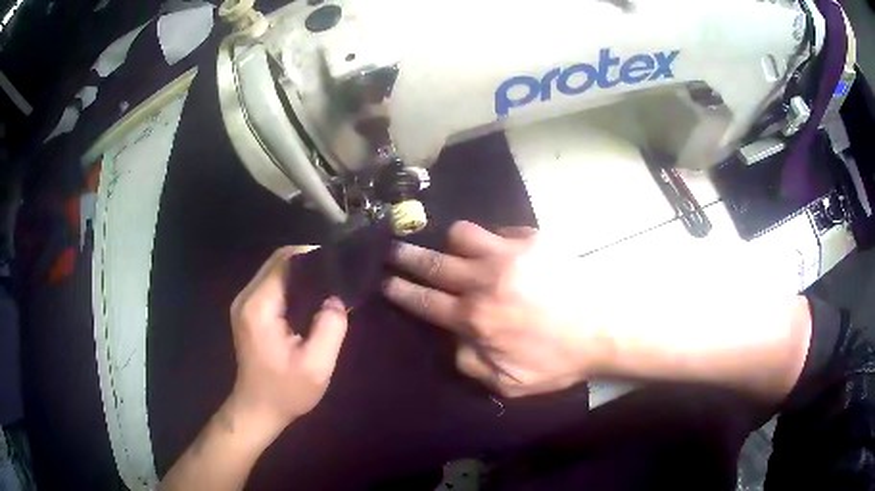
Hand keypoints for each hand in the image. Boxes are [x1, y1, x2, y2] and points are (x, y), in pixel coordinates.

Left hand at [228, 246, 348, 434]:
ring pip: (274, 270)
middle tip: (338, 272)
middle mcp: (247, 298)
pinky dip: (292, 283)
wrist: (258, 409)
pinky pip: (271, 284)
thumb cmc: (286, 392)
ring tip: (328, 282)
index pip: (284, 262)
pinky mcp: (248, 311)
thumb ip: (330, 328)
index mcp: (260, 307)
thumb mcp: (316, 366)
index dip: (313, 256)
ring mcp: (244, 304)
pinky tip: (311, 295)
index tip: (340, 263)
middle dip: (308, 261)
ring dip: (301, 271)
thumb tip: (337, 298)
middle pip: (277, 261)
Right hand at [382, 222, 603, 396]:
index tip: (385, 280)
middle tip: (393, 249)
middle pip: (432, 263)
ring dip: (452, 243)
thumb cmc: (558, 360)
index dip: (400, 290)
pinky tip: (502, 251)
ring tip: (455, 250)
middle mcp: (483, 281)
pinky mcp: (533, 239)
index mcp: (475, 318)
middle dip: (406, 256)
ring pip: (462, 235)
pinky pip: (500, 230)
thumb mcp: (509, 383)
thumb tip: (453, 340)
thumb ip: (470, 364)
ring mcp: (509, 254)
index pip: (424, 301)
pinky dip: (493, 240)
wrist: (605, 328)